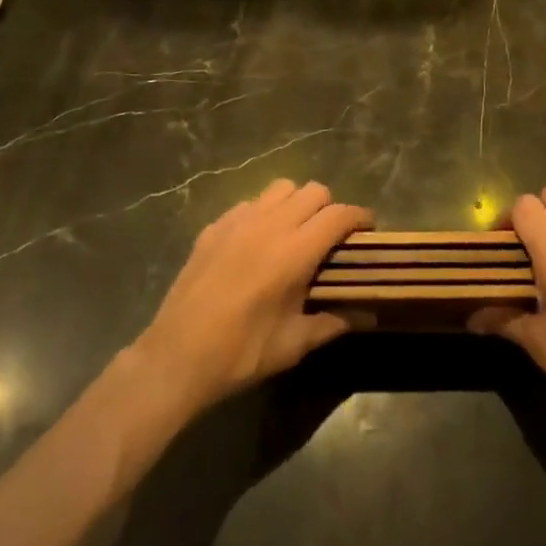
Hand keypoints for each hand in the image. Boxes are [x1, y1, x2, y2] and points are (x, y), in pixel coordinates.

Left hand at [130, 179, 370, 418]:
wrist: (176, 357)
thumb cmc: (241, 353)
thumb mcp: (293, 345)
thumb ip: (332, 324)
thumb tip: (365, 316)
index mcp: (295, 251)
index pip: (339, 215)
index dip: (360, 217)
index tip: (369, 229)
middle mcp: (271, 224)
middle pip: (314, 191)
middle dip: (330, 208)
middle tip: (330, 237)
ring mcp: (239, 220)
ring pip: (281, 188)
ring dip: (296, 203)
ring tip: (294, 231)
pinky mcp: (214, 226)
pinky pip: (249, 204)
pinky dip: (263, 213)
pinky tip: (257, 242)